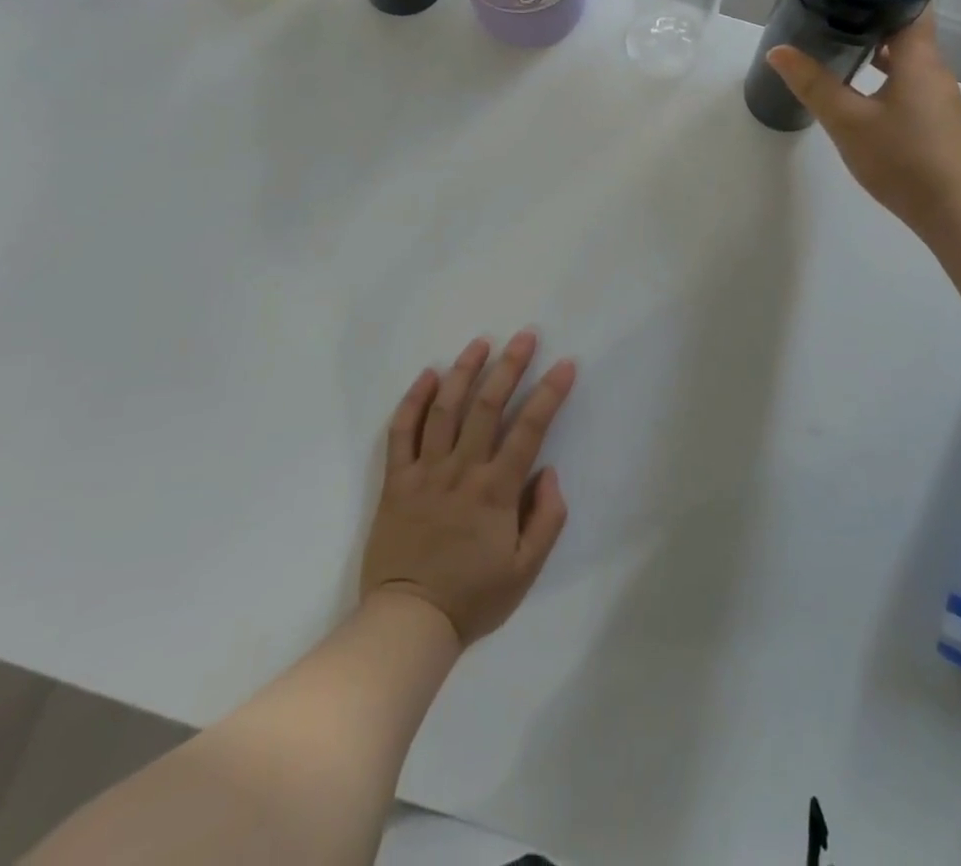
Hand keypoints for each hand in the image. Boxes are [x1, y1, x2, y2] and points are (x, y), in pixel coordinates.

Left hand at [361, 331, 575, 645]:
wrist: (408, 623)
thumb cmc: (472, 597)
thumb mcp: (526, 570)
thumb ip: (546, 518)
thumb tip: (548, 471)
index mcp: (495, 491)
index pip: (529, 429)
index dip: (549, 393)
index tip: (565, 364)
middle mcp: (461, 471)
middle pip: (486, 406)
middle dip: (509, 366)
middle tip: (525, 336)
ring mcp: (425, 472)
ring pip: (444, 409)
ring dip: (463, 371)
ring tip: (480, 343)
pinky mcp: (396, 480)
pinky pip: (401, 432)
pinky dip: (414, 400)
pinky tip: (428, 375)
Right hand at [766, 18, 960, 237]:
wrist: (953, 209)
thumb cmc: (902, 158)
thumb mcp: (848, 121)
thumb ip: (813, 84)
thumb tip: (778, 51)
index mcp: (919, 57)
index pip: (911, 2)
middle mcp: (934, 68)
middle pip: (906, 28)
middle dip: (870, 16)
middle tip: (830, 7)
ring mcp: (937, 95)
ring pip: (906, 57)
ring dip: (876, 48)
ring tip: (837, 42)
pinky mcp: (935, 118)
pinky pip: (907, 81)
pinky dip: (884, 74)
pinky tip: (858, 87)